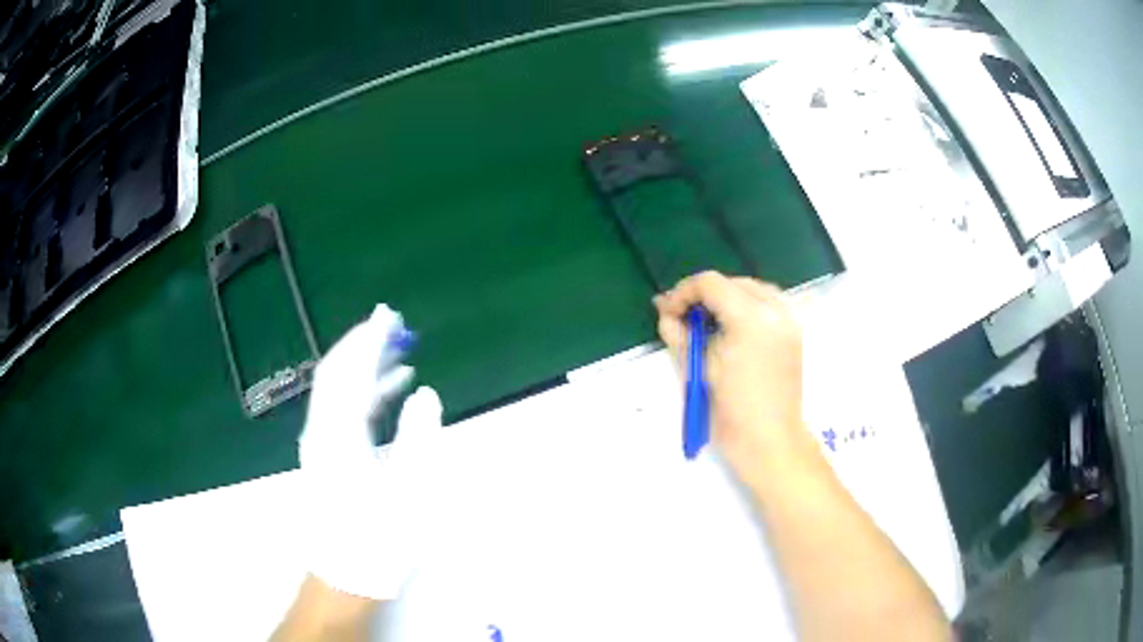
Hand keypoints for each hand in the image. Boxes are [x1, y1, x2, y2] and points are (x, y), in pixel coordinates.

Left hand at [298, 304, 443, 600]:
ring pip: (337, 390)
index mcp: (339, 435)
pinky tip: (389, 392)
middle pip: (337, 373)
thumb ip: (417, 436)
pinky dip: (363, 393)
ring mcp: (320, 442)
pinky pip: (341, 410)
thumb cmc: (379, 538)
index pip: (351, 373)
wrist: (344, 575)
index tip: (387, 315)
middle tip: (391, 323)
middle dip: (362, 345)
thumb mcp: (410, 491)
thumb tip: (424, 392)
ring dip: (364, 367)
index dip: (369, 341)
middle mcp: (322, 430)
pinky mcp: (325, 455)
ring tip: (397, 352)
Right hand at [654, 272, 808, 484]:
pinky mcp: (794, 333)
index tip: (668, 313)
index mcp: (751, 318)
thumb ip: (679, 333)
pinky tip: (734, 328)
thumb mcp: (699, 368)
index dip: (683, 293)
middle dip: (705, 295)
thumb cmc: (732, 411)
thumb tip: (665, 311)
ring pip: (753, 290)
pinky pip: (768, 305)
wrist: (770, 442)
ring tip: (708, 323)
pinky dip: (747, 307)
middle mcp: (775, 310)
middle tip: (684, 318)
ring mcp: (790, 320)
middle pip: (733, 283)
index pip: (711, 284)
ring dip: (727, 298)